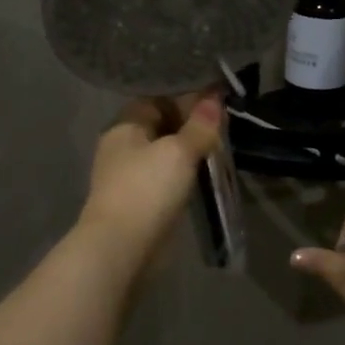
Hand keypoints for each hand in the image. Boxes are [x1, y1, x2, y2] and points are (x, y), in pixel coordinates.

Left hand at [78, 94, 222, 268]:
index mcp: (124, 125)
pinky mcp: (137, 199)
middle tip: (222, 125)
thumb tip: (214, 98)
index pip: (157, 98)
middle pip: (160, 125)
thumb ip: (199, 126)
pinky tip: (202, 174)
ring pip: (163, 152)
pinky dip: (181, 172)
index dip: (186, 96)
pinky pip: (163, 176)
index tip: (216, 101)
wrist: (121, 247)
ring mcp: (127, 174)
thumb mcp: (179, 152)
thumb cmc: (147, 189)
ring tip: (218, 147)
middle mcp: (122, 146)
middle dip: (189, 124)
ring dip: (187, 150)